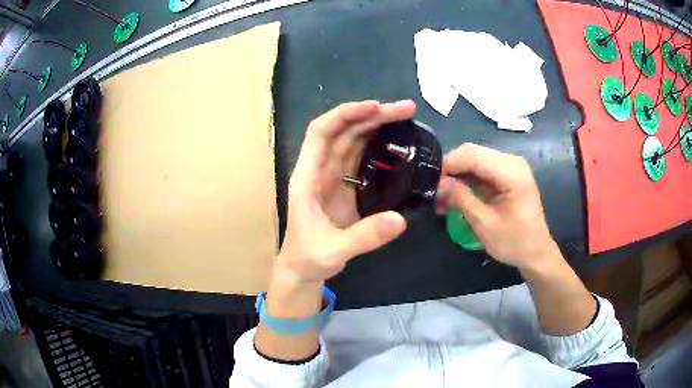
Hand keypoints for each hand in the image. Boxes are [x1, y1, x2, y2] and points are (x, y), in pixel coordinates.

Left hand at [276, 100, 414, 286]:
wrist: (303, 269)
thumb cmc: (309, 258)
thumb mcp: (334, 251)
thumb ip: (364, 237)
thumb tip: (400, 220)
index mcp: (307, 177)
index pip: (321, 132)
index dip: (346, 115)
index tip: (375, 108)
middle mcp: (319, 169)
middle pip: (343, 130)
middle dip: (371, 115)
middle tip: (406, 109)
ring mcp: (332, 176)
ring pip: (353, 139)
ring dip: (376, 124)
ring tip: (405, 116)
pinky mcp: (345, 185)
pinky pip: (360, 156)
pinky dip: (377, 143)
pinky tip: (396, 140)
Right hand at [436, 143, 558, 270]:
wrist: (536, 252)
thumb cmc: (514, 243)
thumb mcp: (485, 225)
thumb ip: (462, 199)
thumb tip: (438, 183)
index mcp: (512, 172)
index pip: (472, 155)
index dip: (448, 164)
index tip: (429, 182)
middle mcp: (512, 161)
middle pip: (473, 153)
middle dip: (451, 170)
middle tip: (435, 192)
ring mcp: (511, 165)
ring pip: (474, 159)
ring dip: (457, 175)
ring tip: (443, 198)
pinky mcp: (508, 173)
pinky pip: (481, 168)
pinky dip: (467, 179)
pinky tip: (457, 195)